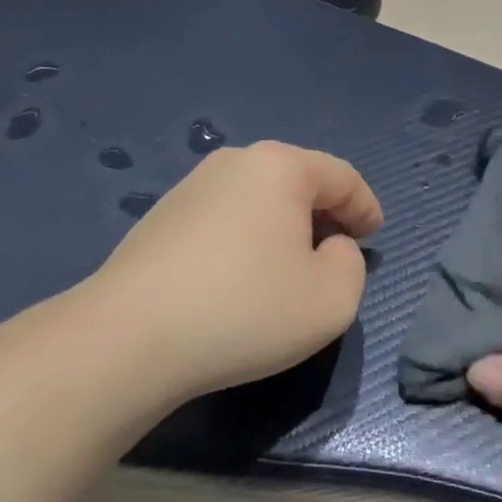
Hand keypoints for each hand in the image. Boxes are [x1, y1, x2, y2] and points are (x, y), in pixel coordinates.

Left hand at [78, 141, 382, 405]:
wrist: (127, 339)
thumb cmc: (245, 311)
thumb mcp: (331, 299)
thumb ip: (351, 264)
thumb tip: (327, 247)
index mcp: (280, 167)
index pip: (342, 177)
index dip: (366, 207)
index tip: (373, 238)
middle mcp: (235, 162)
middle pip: (298, 180)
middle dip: (325, 213)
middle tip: (338, 250)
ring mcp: (191, 187)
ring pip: (259, 198)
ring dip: (284, 225)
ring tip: (290, 266)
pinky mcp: (161, 217)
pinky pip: (225, 217)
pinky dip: (247, 237)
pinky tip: (241, 276)